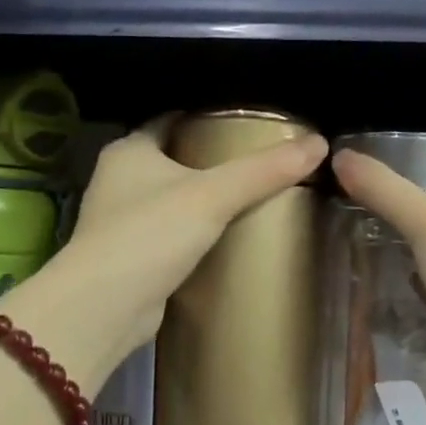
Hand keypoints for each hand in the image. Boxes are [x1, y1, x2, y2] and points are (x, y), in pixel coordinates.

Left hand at [2, 117, 327, 391]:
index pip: (171, 120)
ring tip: (247, 200)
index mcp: (129, 150)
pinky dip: (190, 234)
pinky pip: (166, 235)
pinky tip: (222, 240)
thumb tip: (319, 144)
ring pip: (168, 199)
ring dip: (198, 200)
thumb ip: (264, 171)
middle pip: (171, 159)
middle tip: (256, 165)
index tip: (245, 125)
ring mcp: (119, 221)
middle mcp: (117, 179)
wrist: (106, 306)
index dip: (206, 119)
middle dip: (208, 161)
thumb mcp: (213, 196)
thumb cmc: (151, 234)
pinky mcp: (128, 257)